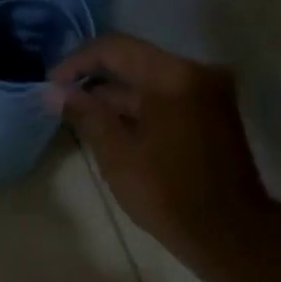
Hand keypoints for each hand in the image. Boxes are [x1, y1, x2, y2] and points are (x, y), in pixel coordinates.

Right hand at [47, 35, 268, 262]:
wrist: (229, 233)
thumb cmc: (169, 194)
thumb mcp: (118, 155)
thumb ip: (86, 115)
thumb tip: (54, 91)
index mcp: (174, 75)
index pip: (115, 48)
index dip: (77, 62)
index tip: (51, 84)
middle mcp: (197, 73)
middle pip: (135, 64)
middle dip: (96, 84)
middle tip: (61, 106)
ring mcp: (210, 94)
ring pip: (151, 85)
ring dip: (117, 101)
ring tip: (81, 123)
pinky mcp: (214, 115)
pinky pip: (168, 101)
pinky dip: (141, 112)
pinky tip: (114, 133)